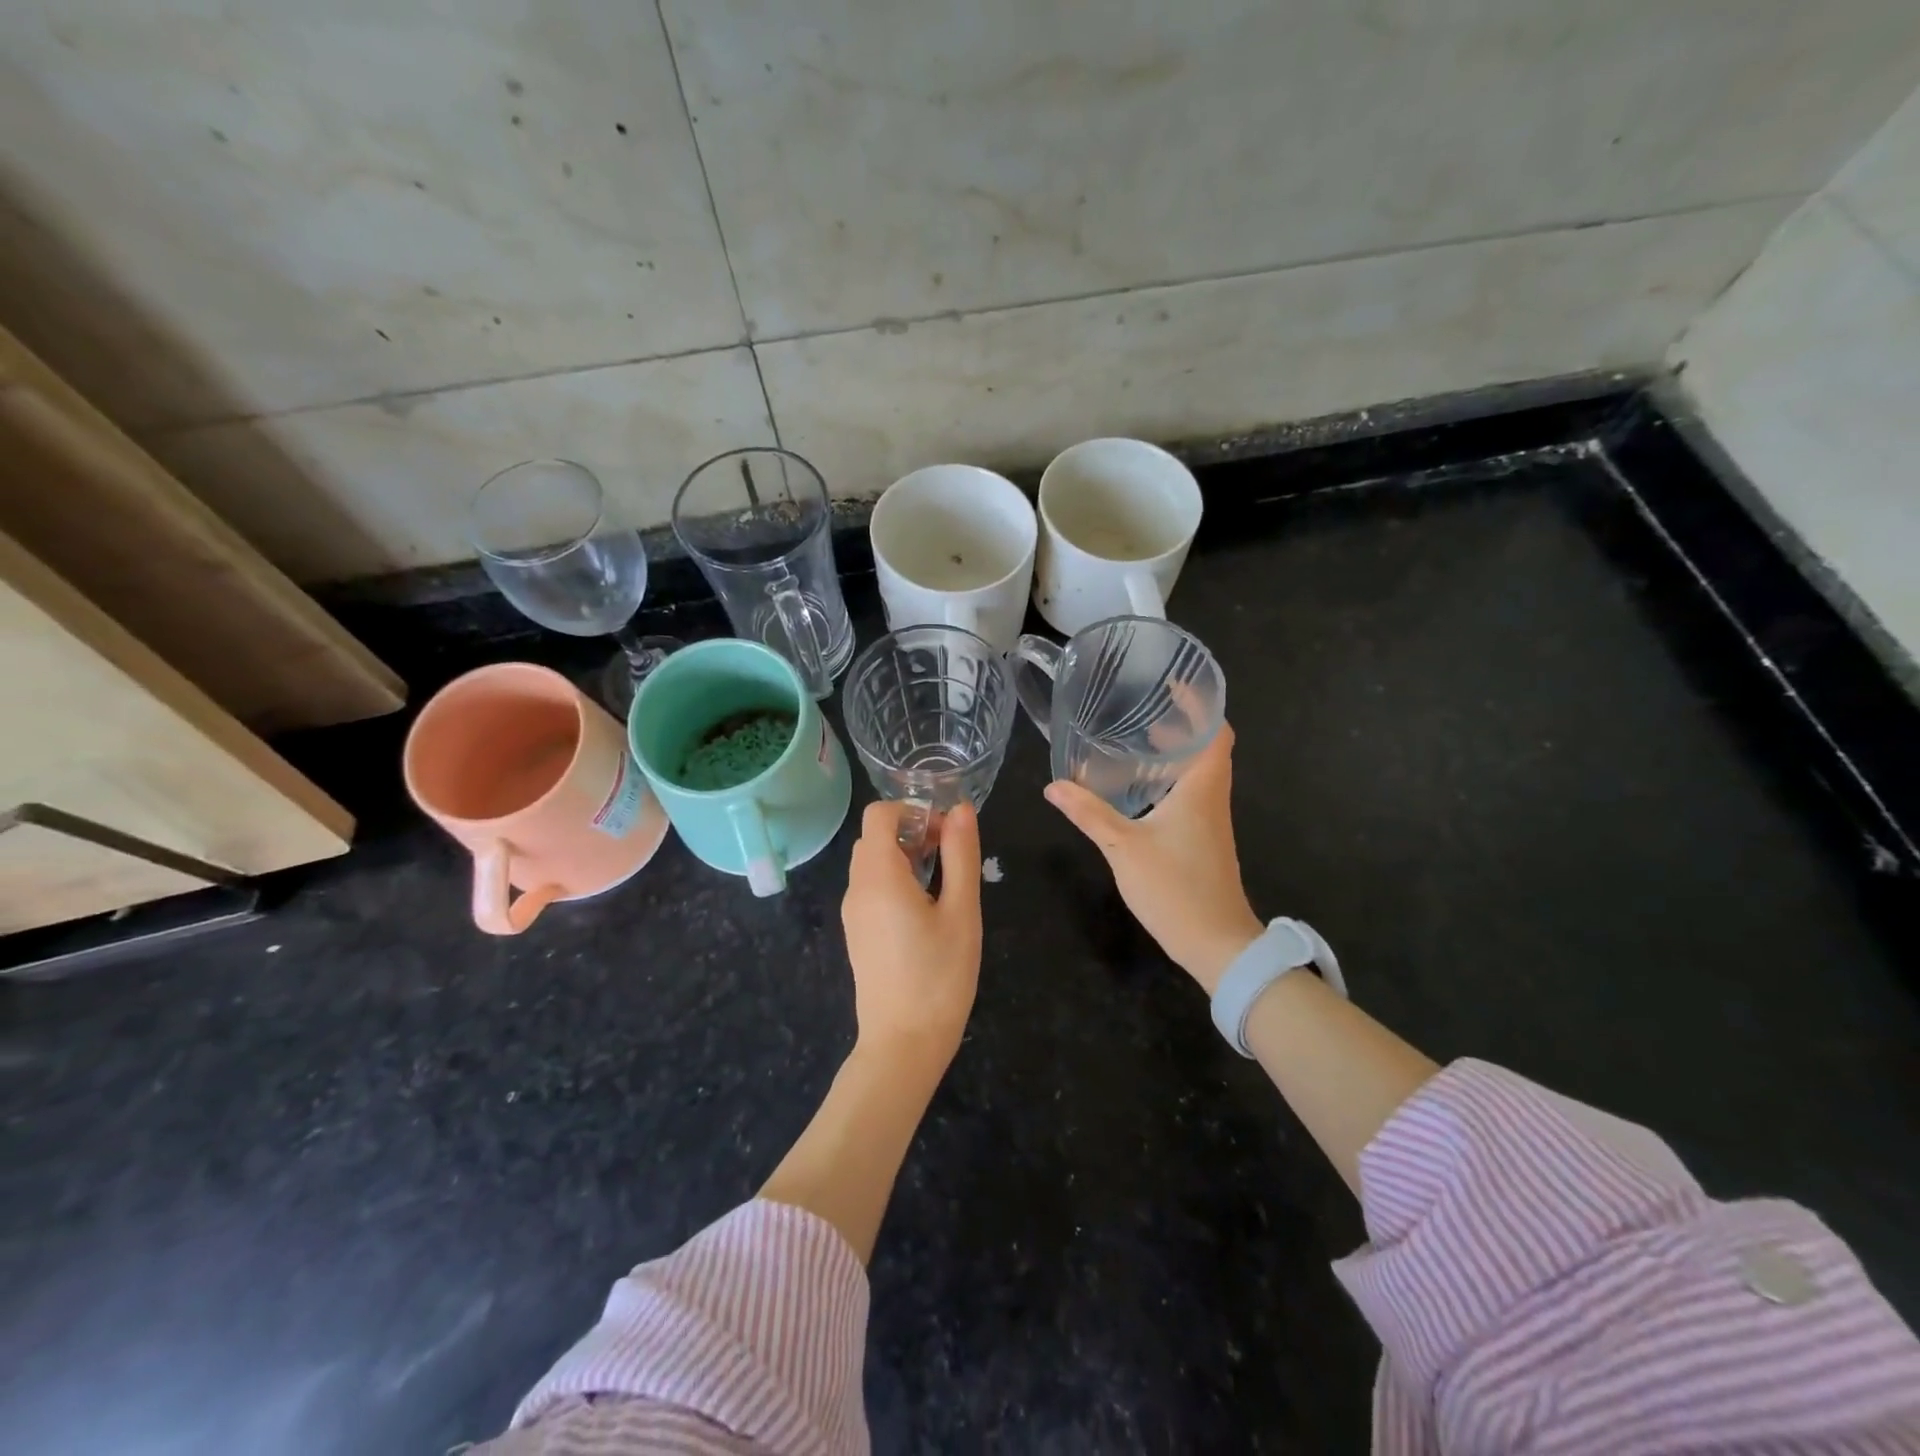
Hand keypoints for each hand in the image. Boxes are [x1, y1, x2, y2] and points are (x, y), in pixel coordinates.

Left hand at [841, 799, 982, 1064]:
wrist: (903, 1044)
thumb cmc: (939, 976)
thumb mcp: (961, 911)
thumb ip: (960, 855)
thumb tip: (960, 808)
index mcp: (878, 876)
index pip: (879, 814)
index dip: (913, 811)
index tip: (946, 834)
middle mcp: (856, 888)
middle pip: (875, 837)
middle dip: (913, 833)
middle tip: (950, 859)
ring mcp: (852, 912)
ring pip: (872, 862)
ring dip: (905, 857)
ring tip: (942, 886)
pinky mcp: (856, 933)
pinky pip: (871, 888)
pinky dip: (895, 881)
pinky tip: (925, 912)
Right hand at [1045, 725, 1262, 993]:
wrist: (1217, 943)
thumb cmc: (1176, 888)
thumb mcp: (1123, 847)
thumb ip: (1089, 813)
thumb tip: (1053, 786)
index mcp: (1202, 788)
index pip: (1216, 731)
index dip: (1201, 704)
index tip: (1174, 683)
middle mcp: (1211, 797)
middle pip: (1207, 746)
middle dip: (1181, 723)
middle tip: (1143, 705)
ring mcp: (1210, 819)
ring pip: (1198, 771)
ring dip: (1175, 751)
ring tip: (1137, 736)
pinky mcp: (1203, 838)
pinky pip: (1191, 793)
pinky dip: (1170, 777)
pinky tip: (1140, 786)